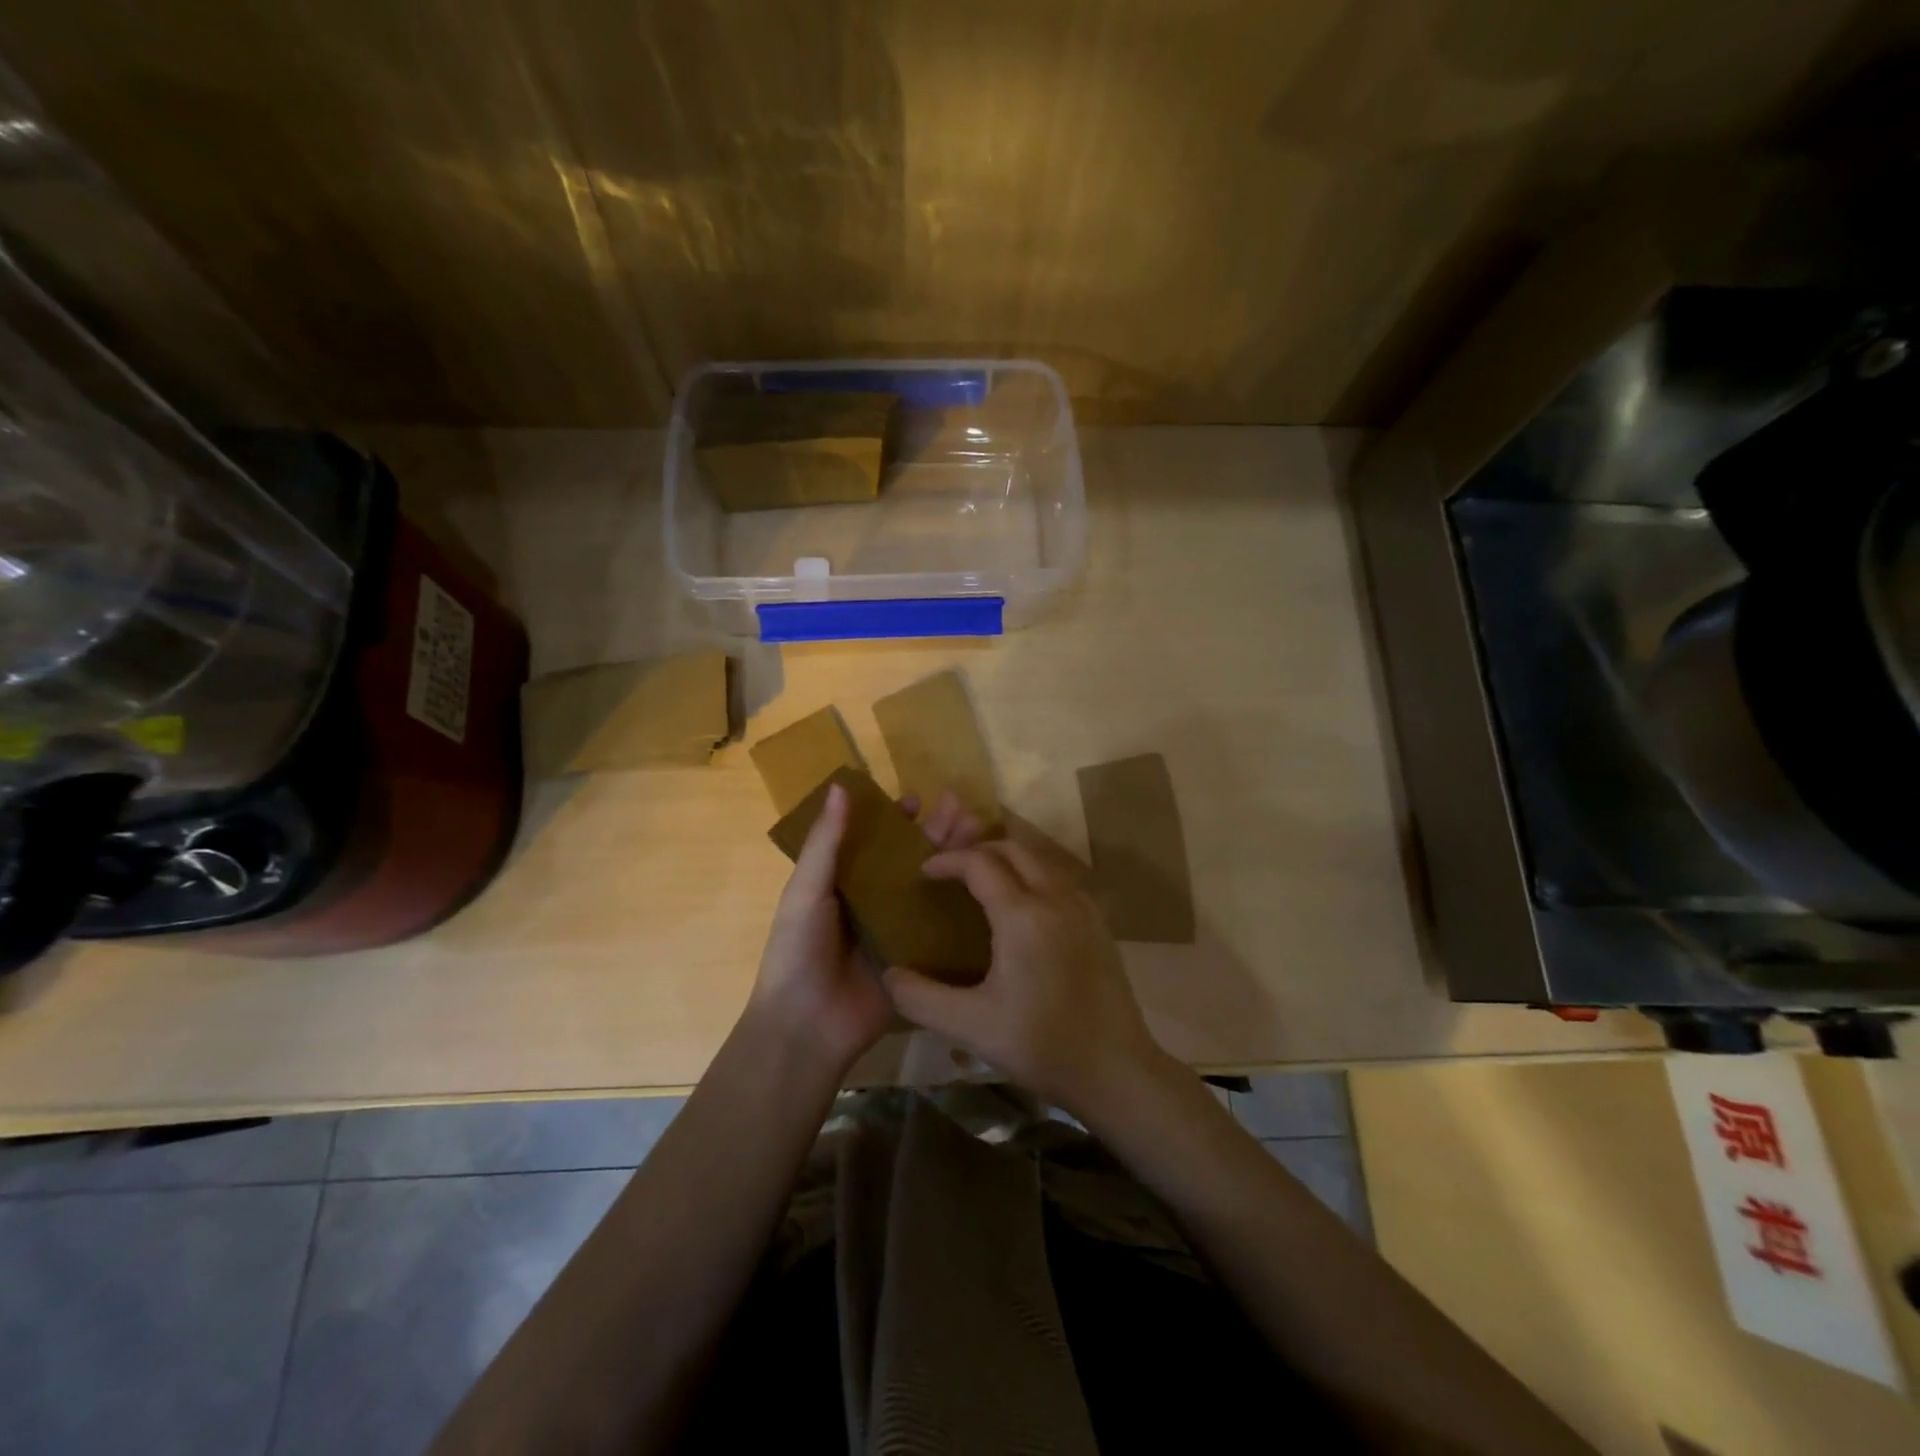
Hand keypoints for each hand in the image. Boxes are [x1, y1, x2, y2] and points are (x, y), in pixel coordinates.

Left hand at [747, 786, 986, 1077]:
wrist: (806, 1025)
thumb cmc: (798, 949)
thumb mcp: (807, 890)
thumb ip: (826, 841)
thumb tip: (839, 786)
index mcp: (845, 883)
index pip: (876, 842)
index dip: (897, 820)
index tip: (921, 799)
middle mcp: (875, 903)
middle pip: (911, 861)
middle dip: (937, 834)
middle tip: (967, 809)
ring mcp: (899, 932)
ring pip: (931, 889)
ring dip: (956, 863)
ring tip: (984, 835)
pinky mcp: (919, 960)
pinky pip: (943, 930)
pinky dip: (964, 909)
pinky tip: (992, 888)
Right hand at [882, 820, 1168, 1118]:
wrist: (1116, 1069)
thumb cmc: (1042, 1045)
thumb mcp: (971, 1026)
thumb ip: (921, 998)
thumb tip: (889, 975)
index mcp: (1022, 915)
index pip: (979, 863)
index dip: (948, 860)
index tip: (924, 871)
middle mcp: (1055, 898)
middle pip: (1013, 849)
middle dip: (978, 851)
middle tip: (952, 872)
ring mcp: (1083, 908)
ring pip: (1041, 860)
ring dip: (1008, 860)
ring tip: (983, 884)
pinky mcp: (1099, 924)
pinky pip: (1060, 879)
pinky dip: (1033, 875)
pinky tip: (1023, 908)